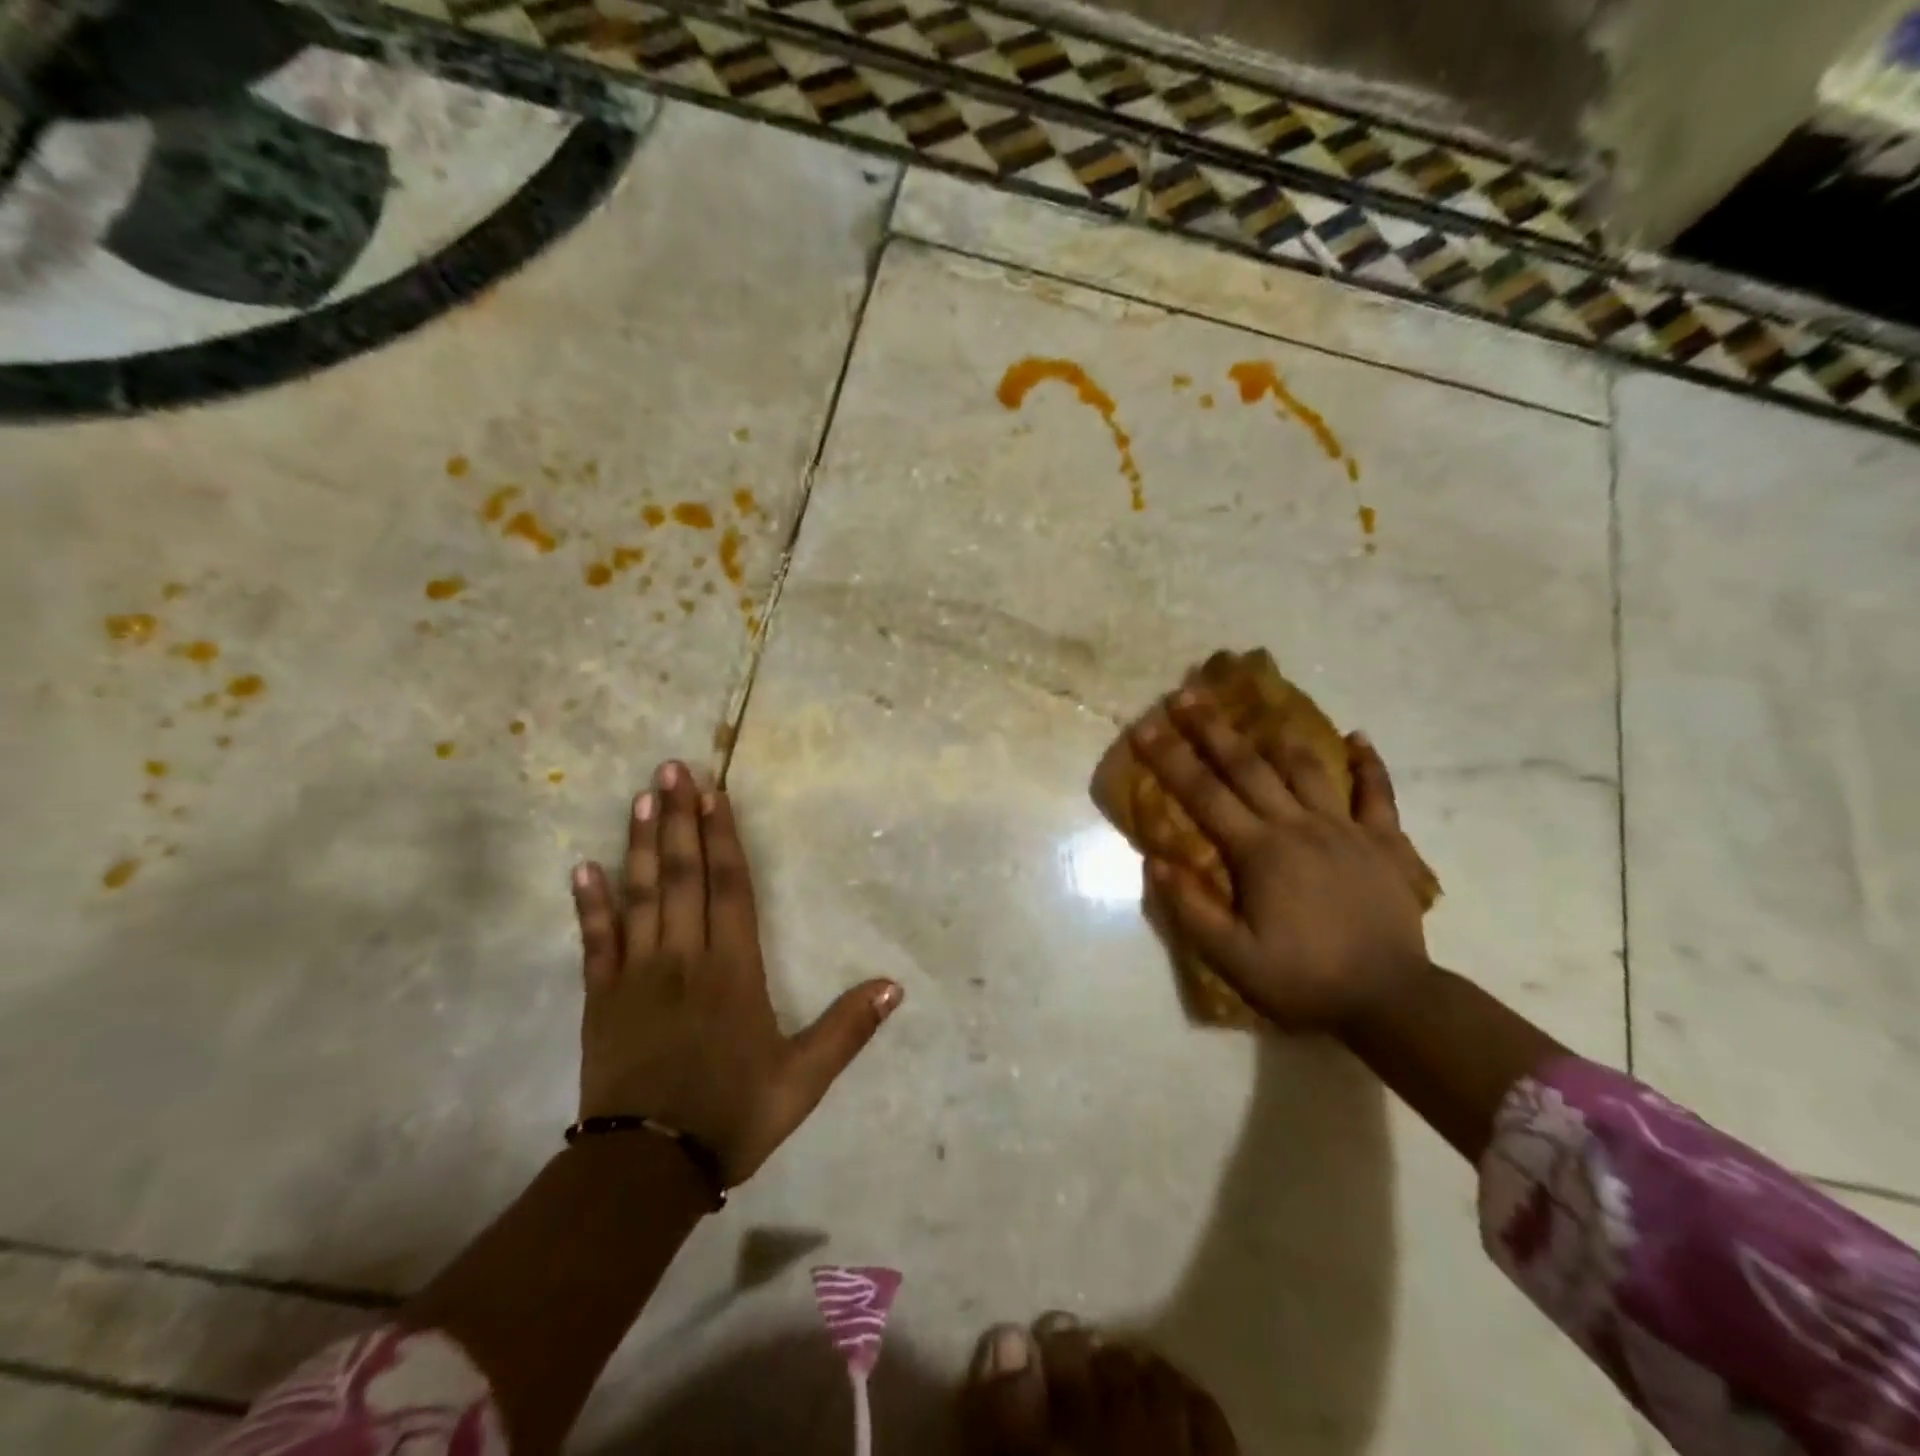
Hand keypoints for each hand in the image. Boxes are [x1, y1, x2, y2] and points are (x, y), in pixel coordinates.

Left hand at [570, 762, 902, 1185]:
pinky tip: (581, 867)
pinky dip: (588, 904)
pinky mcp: (600, 999)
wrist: (647, 1171)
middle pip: (682, 875)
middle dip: (680, 819)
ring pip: (640, 896)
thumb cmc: (731, 1116)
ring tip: (642, 798)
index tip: (714, 792)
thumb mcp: (803, 1079)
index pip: (729, 887)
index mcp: (732, 970)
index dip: (722, 836)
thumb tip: (896, 985)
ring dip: (641, 844)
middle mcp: (684, 958)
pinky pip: (594, 942)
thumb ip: (848, 1029)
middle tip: (672, 768)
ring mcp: (637, 975)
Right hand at [1131, 694, 1432, 1032]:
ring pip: (1306, 770)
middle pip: (1249, 767)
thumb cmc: (1303, 980)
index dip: (1170, 759)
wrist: (1391, 1002)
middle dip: (1213, 729)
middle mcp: (1298, 827)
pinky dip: (1368, 765)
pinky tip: (1358, 738)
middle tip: (1187, 694)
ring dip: (1277, 736)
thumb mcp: (1232, 958)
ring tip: (1259, 707)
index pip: (1204, 795)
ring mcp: (1345, 830)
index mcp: (1259, 852)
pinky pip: (1378, 794)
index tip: (1145, 727)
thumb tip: (1155, 861)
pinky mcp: (1384, 843)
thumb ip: (1191, 909)